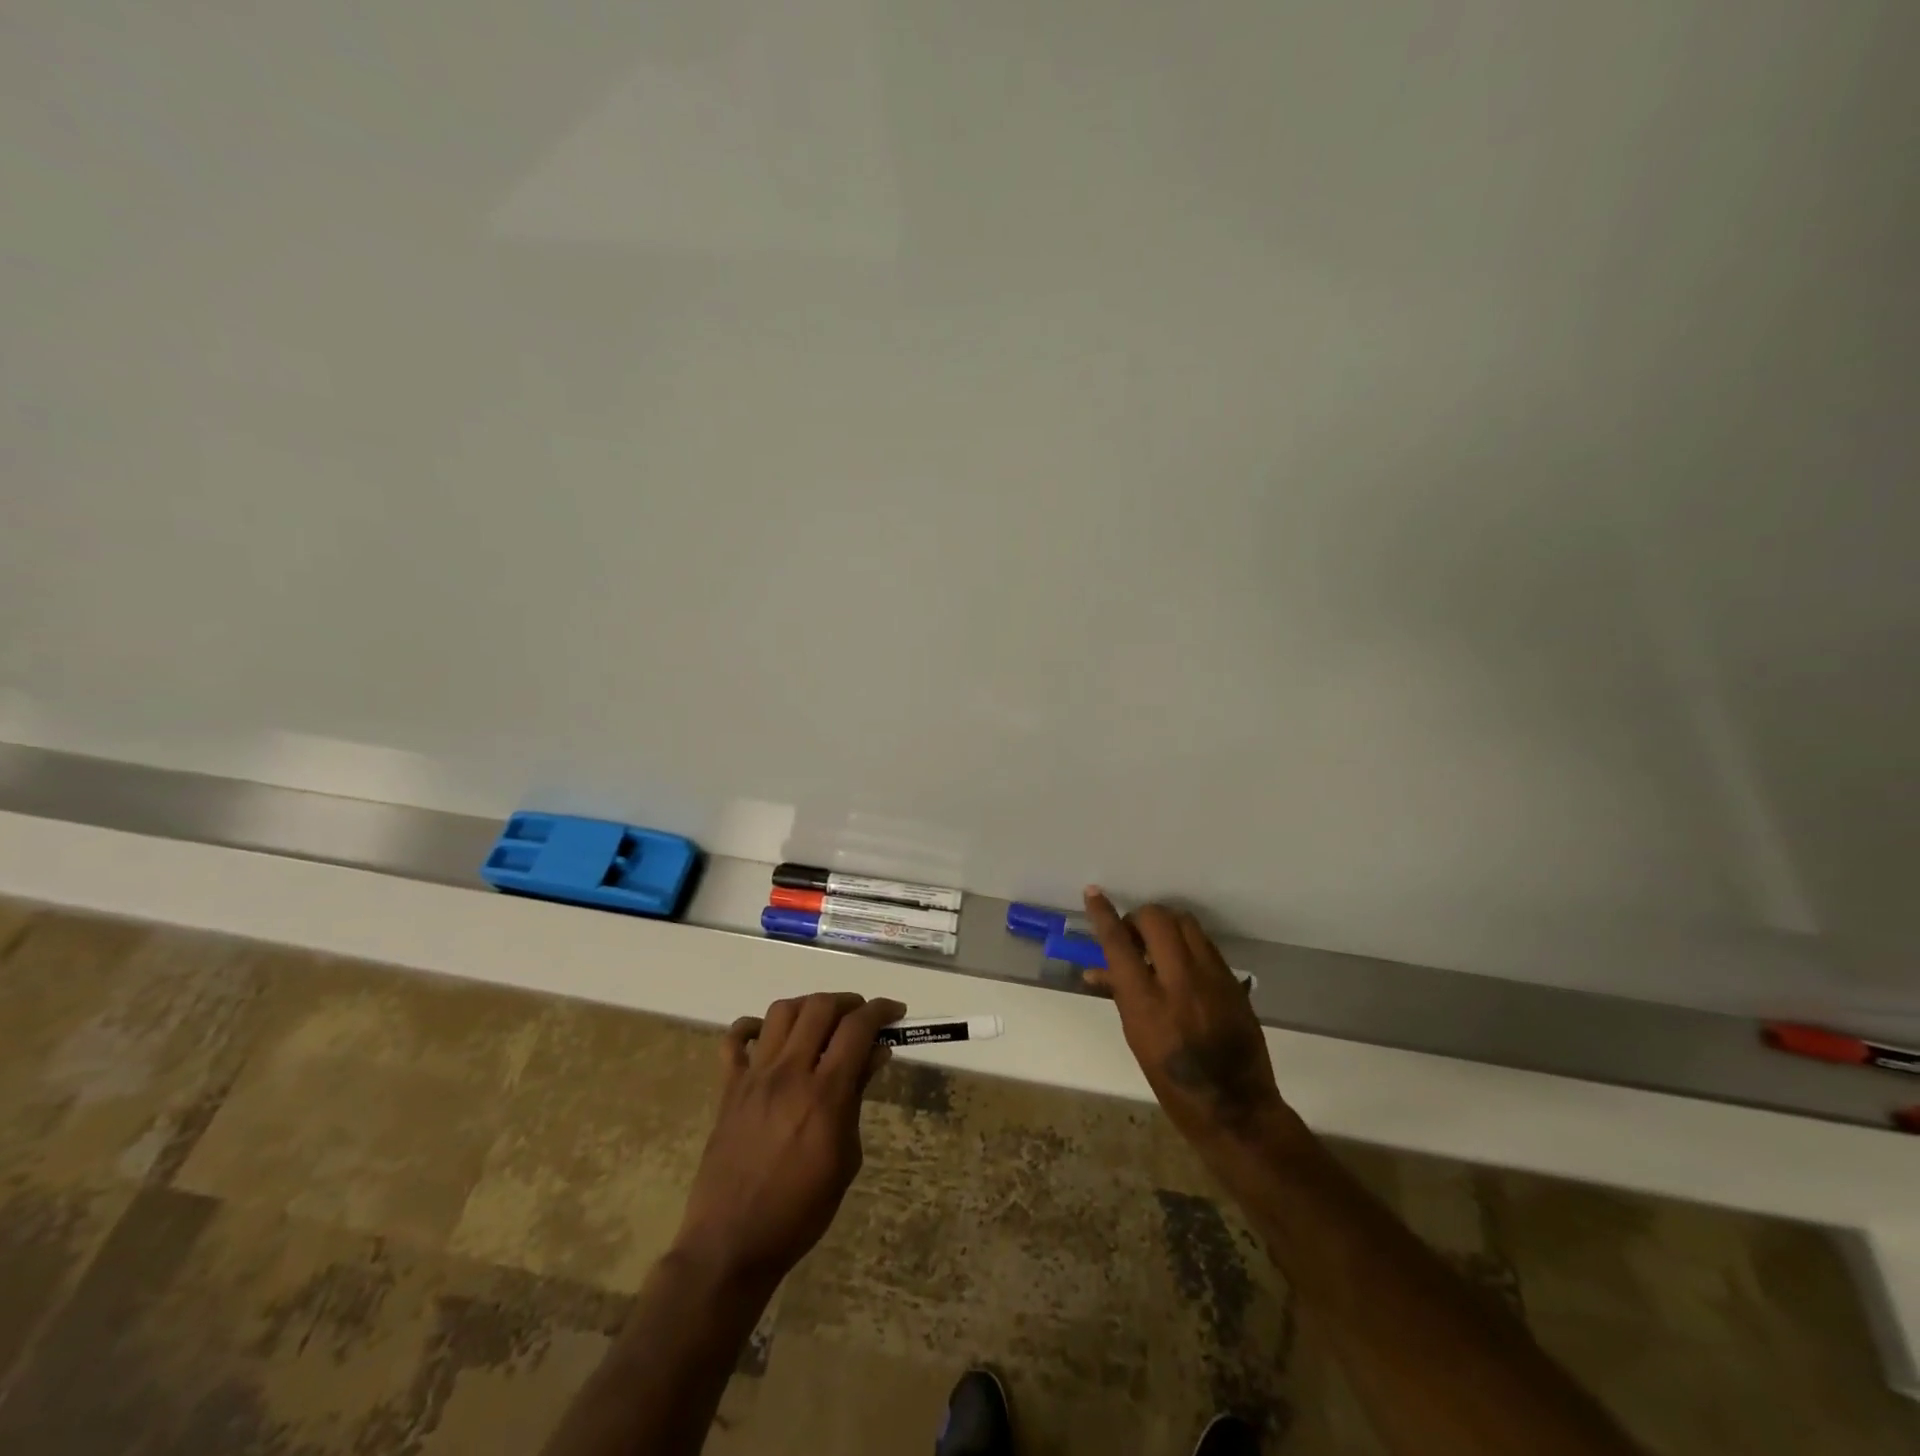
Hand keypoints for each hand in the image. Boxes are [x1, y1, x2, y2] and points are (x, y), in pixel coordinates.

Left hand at [672, 992, 905, 1291]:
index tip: (896, 1011)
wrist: (731, 1243)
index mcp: (824, 1094)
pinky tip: (769, 1038)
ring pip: (781, 1012)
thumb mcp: (846, 1158)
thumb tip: (876, 1053)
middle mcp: (788, 1073)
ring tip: (821, 1023)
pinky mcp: (728, 1088)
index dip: (880, 1010)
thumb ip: (858, 1097)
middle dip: (848, 1003)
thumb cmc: (800, 1211)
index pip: (857, 1028)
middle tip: (861, 1018)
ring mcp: (754, 1077)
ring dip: (808, 1007)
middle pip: (819, 1007)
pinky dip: (754, 1028)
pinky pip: (735, 1039)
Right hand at [1082, 887, 1292, 1152]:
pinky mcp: (1233, 982)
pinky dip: (1188, 943)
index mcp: (1147, 1001)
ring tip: (1159, 944)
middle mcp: (1180, 981)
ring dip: (1167, 925)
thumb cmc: (1172, 1082)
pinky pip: (1206, 945)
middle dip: (1140, 918)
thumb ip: (1120, 995)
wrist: (1235, 1108)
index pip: (1119, 943)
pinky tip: (1183, 963)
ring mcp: (1212, 978)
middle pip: (1158, 919)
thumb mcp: (1137, 1038)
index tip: (1093, 893)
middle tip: (1135, 935)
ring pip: (1186, 923)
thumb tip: (1096, 970)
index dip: (1103, 914)